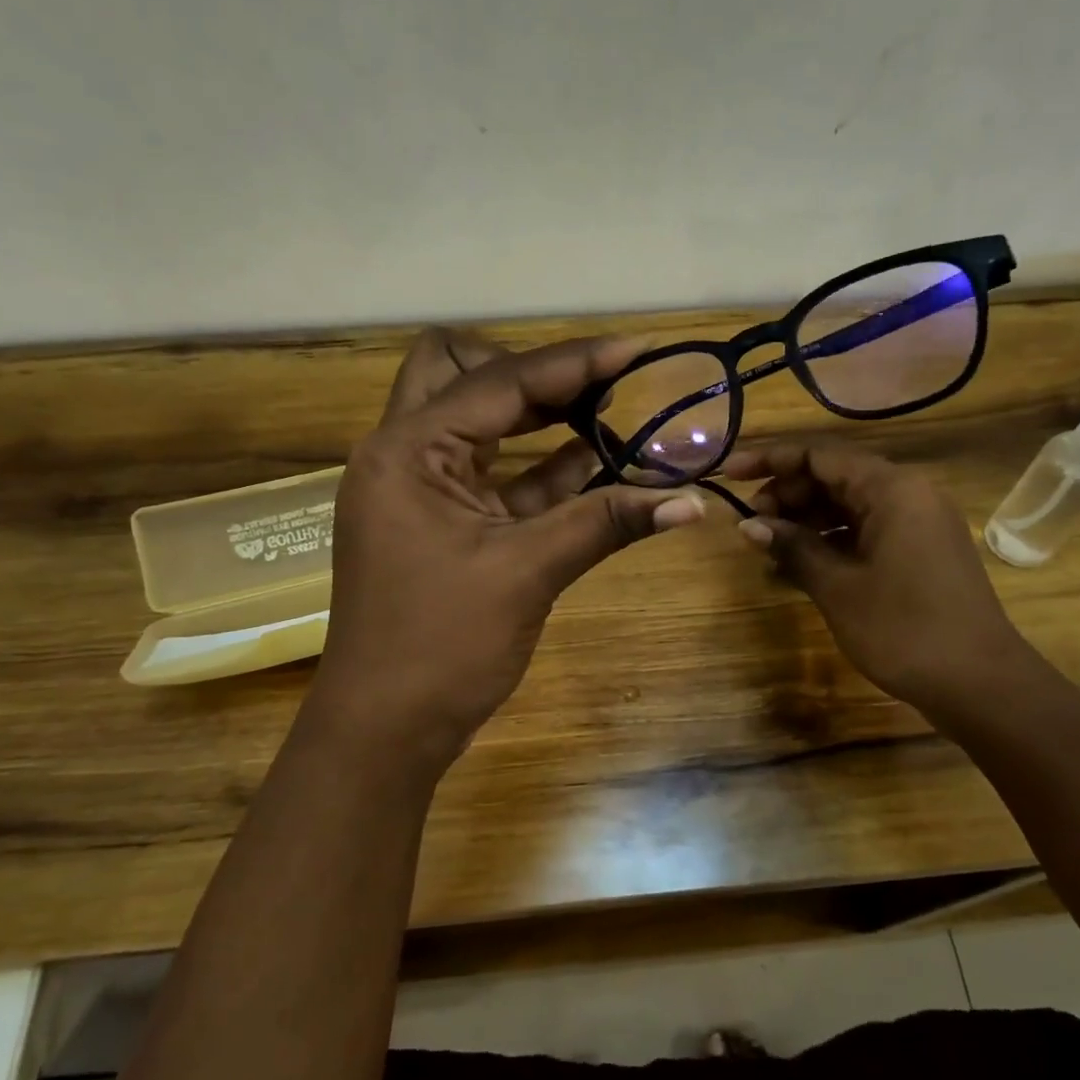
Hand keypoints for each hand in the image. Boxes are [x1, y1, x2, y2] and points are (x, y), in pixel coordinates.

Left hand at [313, 328, 707, 753]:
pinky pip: (495, 476)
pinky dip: (541, 466)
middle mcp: (404, 455)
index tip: (637, 349)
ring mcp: (420, 491)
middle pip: (464, 376)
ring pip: (480, 424)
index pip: (499, 383)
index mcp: (406, 450)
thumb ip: (607, 524)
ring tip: (612, 413)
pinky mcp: (441, 524)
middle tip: (602, 386)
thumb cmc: (441, 646)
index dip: (573, 364)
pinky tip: (596, 466)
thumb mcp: (527, 573)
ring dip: (542, 417)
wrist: (386, 729)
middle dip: (534, 373)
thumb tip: (693, 503)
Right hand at [722, 442, 1040, 721]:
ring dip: (806, 520)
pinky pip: (866, 531)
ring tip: (767, 546)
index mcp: (892, 489)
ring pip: (849, 505)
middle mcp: (908, 495)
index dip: (770, 461)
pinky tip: (798, 566)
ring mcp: (917, 524)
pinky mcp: (919, 552)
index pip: (820, 456)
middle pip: (834, 477)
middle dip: (787, 494)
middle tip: (749, 524)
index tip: (729, 475)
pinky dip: (831, 542)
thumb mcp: (838, 587)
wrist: (980, 684)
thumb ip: (793, 547)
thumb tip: (748, 525)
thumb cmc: (904, 629)